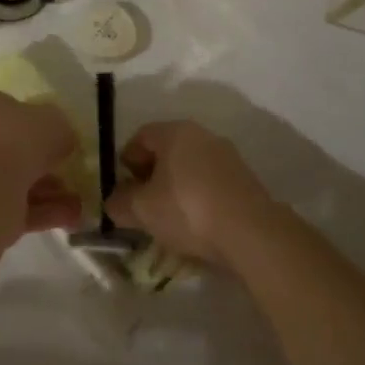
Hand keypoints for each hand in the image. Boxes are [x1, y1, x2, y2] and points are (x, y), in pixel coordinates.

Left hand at [0, 92, 81, 233]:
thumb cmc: (17, 139)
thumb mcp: (54, 121)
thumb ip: (59, 129)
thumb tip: (61, 140)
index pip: (5, 111)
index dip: (32, 124)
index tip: (55, 138)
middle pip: (12, 150)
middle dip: (43, 163)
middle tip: (68, 171)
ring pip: (19, 182)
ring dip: (50, 191)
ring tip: (79, 200)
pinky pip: (21, 208)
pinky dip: (46, 212)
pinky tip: (72, 216)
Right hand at [106, 121, 273, 267]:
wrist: (251, 232)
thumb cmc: (187, 209)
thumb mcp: (142, 210)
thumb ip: (120, 203)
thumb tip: (114, 201)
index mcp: (175, 131)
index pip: (141, 136)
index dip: (126, 161)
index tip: (124, 189)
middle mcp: (203, 135)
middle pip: (167, 150)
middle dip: (151, 175)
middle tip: (143, 204)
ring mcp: (228, 156)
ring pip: (190, 167)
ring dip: (176, 187)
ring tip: (170, 218)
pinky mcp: (245, 179)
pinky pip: (211, 182)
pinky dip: (199, 197)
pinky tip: (197, 224)